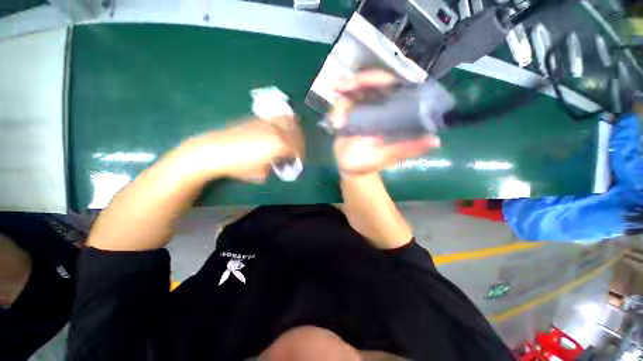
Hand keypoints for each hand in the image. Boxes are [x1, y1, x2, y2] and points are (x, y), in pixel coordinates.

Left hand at [180, 116, 303, 182]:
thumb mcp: (262, 174)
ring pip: (289, 121)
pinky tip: (279, 131)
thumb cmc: (240, 166)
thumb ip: (276, 167)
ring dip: (295, 130)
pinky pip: (277, 118)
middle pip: (297, 133)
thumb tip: (280, 163)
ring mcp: (267, 122)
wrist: (215, 151)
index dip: (300, 156)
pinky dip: (284, 123)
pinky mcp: (258, 119)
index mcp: (280, 144)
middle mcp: (277, 130)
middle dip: (300, 143)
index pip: (297, 149)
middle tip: (297, 151)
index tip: (298, 162)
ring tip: (292, 138)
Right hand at [330, 70, 439, 174]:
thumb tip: (434, 140)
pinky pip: (343, 102)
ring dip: (346, 86)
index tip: (372, 79)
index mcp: (392, 114)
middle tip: (345, 85)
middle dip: (360, 80)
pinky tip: (334, 101)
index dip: (384, 79)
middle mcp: (378, 107)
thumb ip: (407, 149)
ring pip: (356, 89)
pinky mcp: (348, 114)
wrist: (350, 168)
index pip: (393, 88)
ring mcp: (362, 109)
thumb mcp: (388, 157)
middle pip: (373, 84)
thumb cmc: (370, 163)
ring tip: (337, 88)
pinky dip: (338, 102)